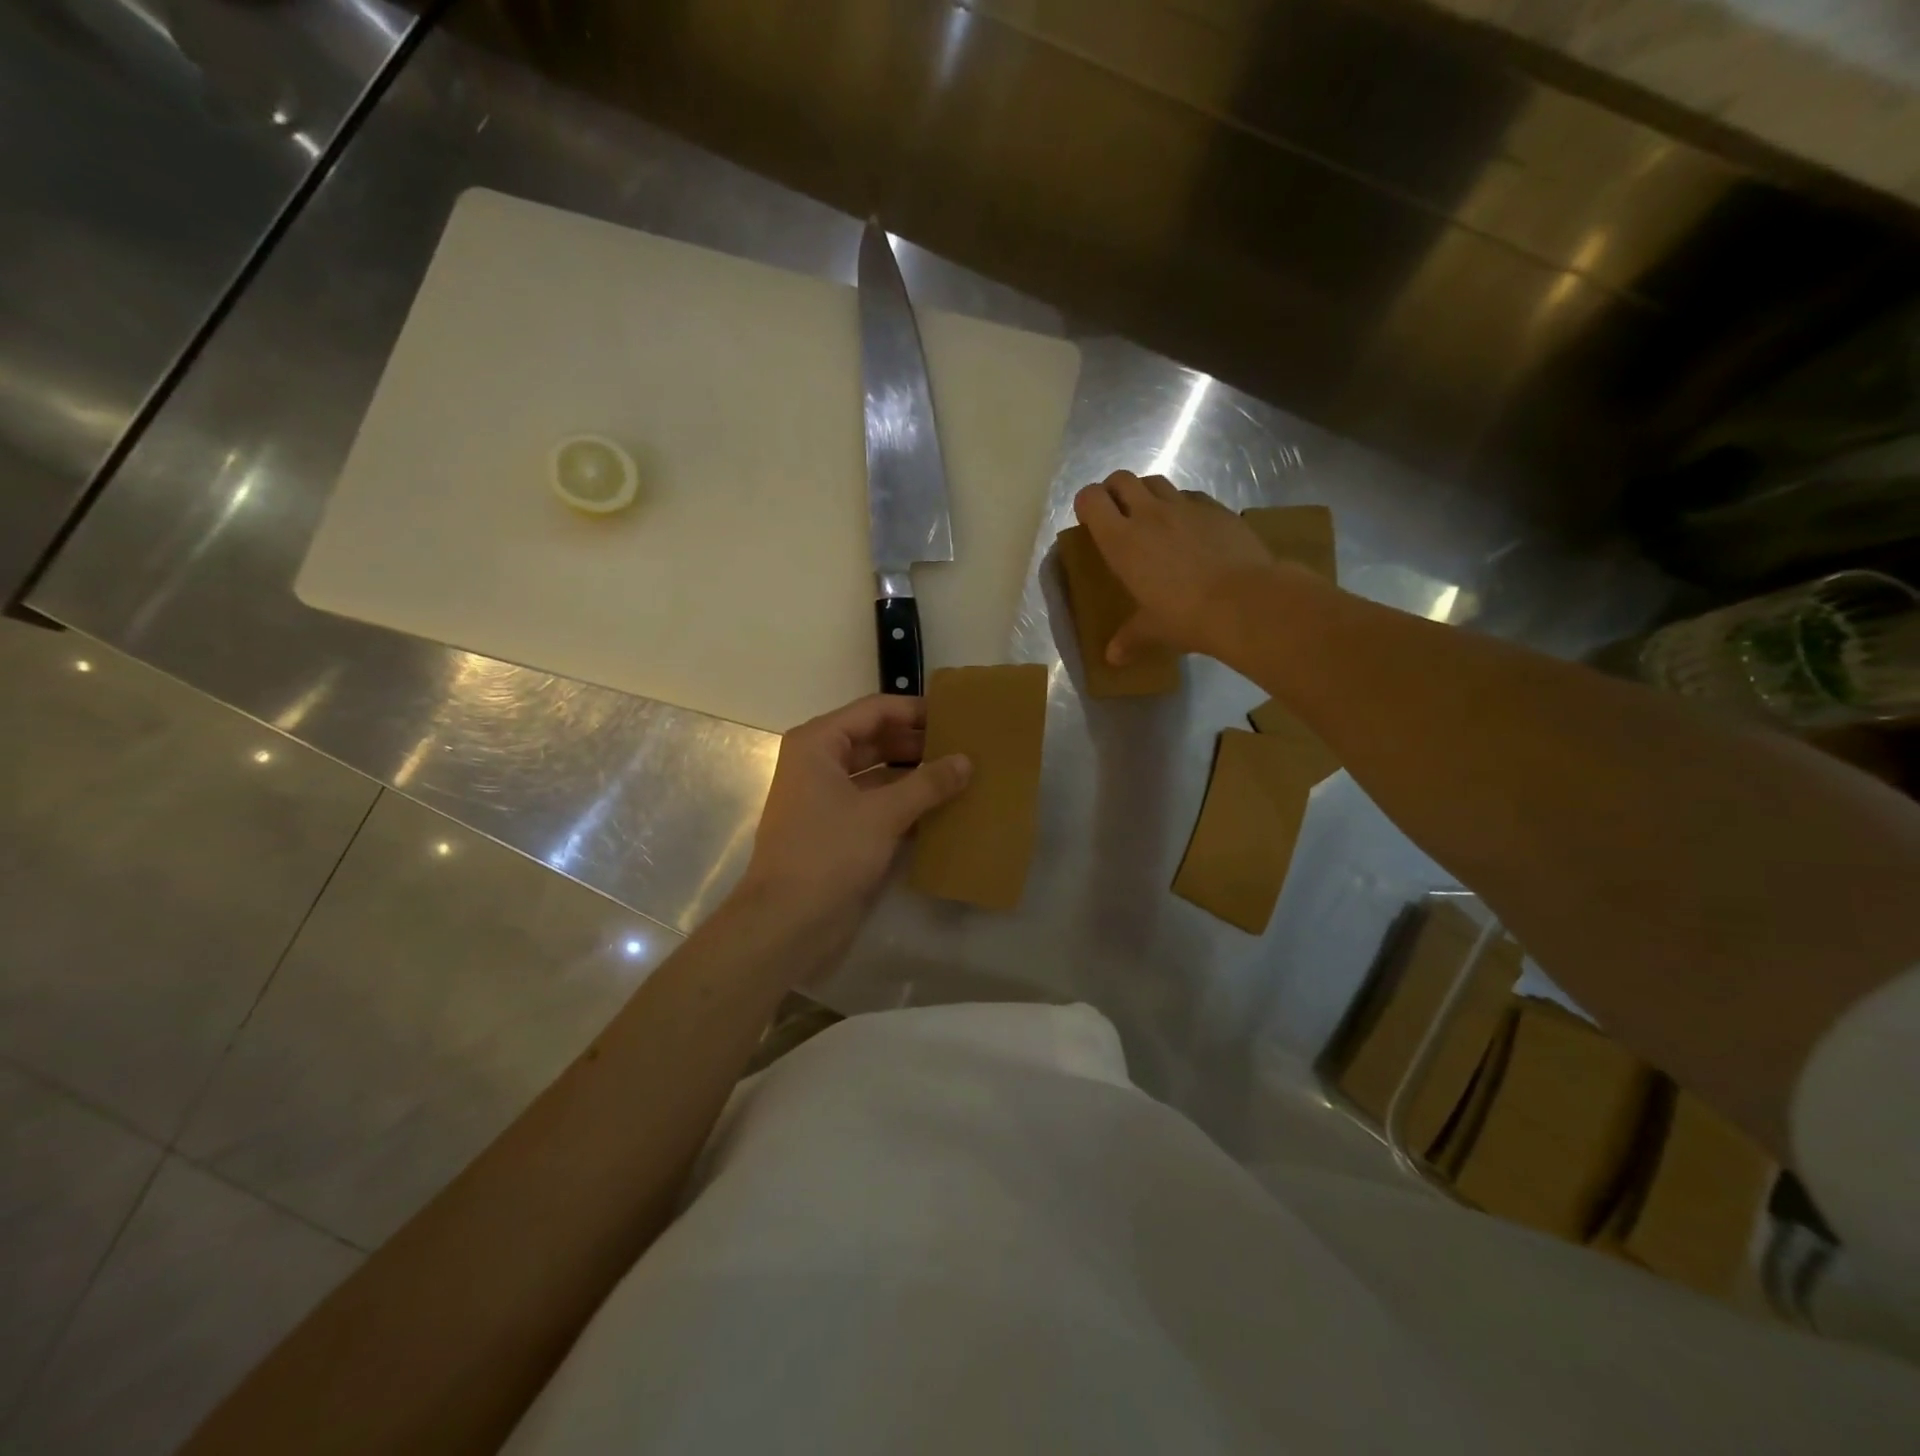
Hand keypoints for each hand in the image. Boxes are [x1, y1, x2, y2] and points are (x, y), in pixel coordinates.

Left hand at [737, 695, 969, 964]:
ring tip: (962, 775)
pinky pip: (878, 804)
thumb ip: (927, 783)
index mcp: (818, 744)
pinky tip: (944, 809)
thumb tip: (966, 760)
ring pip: (880, 774)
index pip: (875, 711)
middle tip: (966, 746)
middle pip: (877, 739)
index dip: (916, 711)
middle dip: (919, 743)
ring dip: (916, 775)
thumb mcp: (883, 813)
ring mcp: (828, 798)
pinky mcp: (839, 830)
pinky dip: (907, 804)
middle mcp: (820, 763)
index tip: (957, 715)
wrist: (788, 923)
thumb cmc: (829, 854)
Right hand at [1073, 471, 1278, 663]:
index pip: (1091, 499)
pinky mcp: (1217, 509)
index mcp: (1122, 541)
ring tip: (1153, 520)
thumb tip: (1112, 659)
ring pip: (1156, 482)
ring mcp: (1185, 507)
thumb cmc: (1186, 616)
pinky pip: (1191, 497)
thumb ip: (1130, 638)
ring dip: (1147, 494)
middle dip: (1114, 491)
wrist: (1246, 602)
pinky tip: (1190, 529)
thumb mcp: (1153, 630)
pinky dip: (1183, 506)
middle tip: (1118, 515)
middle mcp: (1149, 514)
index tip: (1090, 521)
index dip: (1087, 504)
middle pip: (1122, 479)